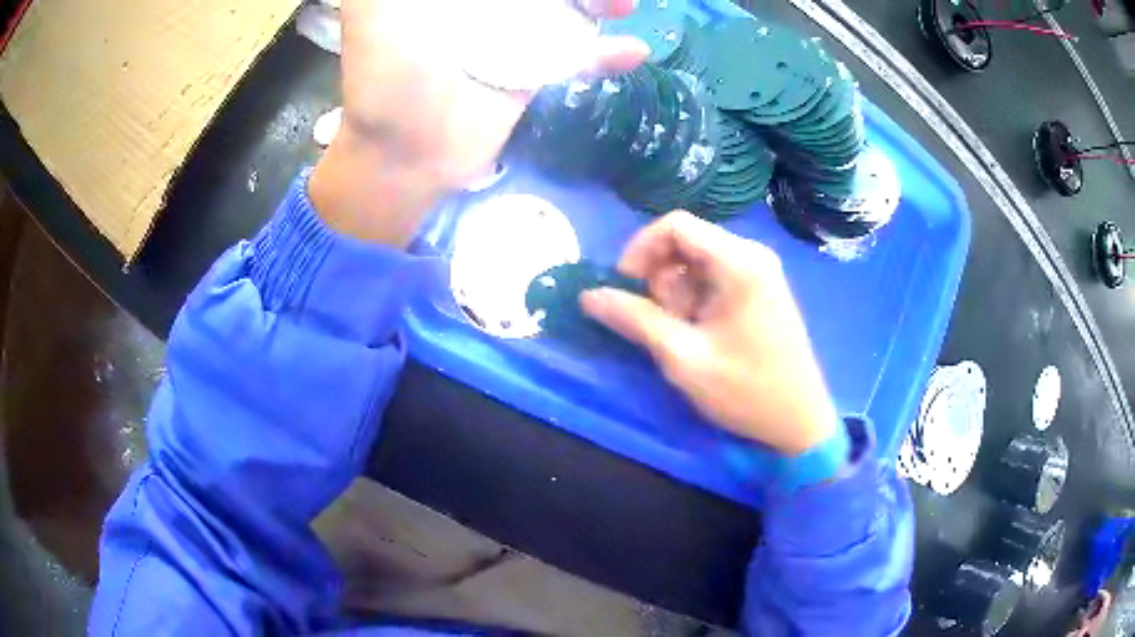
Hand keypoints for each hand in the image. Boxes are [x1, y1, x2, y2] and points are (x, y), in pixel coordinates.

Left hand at [310, 0, 648, 246]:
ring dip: (600, 4)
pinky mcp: (531, 72)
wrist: (408, 156)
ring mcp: (512, 36)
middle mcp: (484, 6)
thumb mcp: (377, 12)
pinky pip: (576, 58)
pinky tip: (632, 51)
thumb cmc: (386, 79)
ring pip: (567, 10)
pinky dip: (604, 56)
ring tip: (624, 5)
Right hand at [580, 211, 837, 454]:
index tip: (626, 287)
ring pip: (697, 260)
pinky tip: (702, 332)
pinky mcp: (762, 289)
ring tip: (685, 334)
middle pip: (686, 241)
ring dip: (677, 292)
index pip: (675, 225)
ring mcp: (760, 271)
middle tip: (661, 322)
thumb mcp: (683, 357)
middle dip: (660, 277)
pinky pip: (715, 276)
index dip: (640, 250)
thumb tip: (588, 296)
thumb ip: (635, 319)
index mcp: (738, 262)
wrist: (798, 421)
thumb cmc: (745, 390)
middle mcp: (752, 254)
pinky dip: (696, 298)